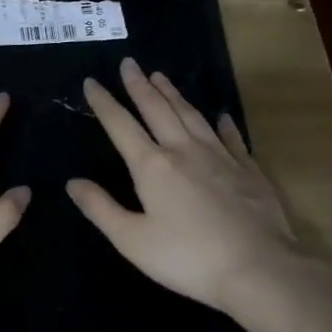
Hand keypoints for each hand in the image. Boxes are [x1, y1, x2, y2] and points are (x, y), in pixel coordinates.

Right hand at [67, 58, 301, 318]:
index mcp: (152, 166)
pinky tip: (221, 115)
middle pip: (158, 109)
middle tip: (129, 63)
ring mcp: (220, 157)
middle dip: (139, 85)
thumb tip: (72, 182)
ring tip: (161, 76)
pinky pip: (231, 137)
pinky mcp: (248, 170)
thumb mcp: (132, 240)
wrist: (258, 268)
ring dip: (174, 94)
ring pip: (192, 115)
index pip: (121, 125)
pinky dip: (223, 124)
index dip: (104, 102)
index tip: (91, 82)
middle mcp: (184, 151)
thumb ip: (100, 208)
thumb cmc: (187, 258)